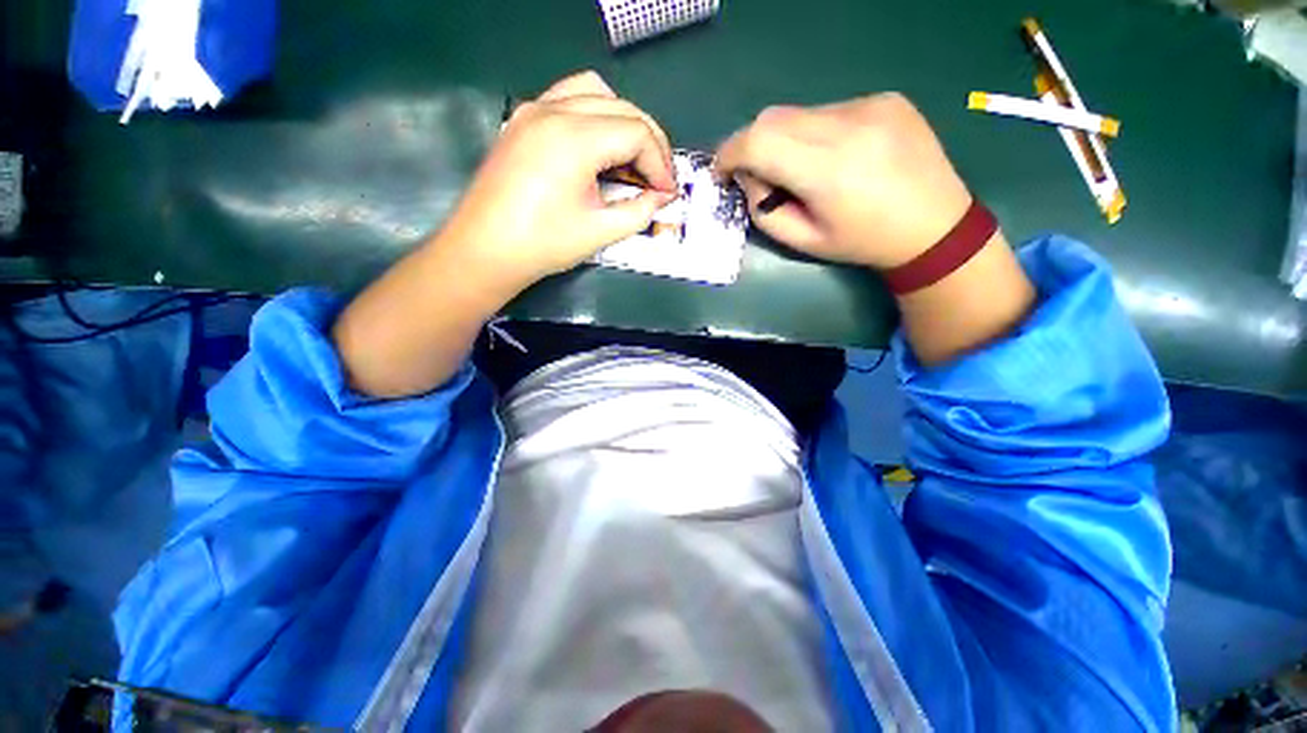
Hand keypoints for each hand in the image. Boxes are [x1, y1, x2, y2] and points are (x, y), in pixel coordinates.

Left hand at [439, 70, 676, 288]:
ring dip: (624, 121)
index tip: (667, 192)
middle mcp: (554, 110)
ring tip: (633, 159)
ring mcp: (534, 110)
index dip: (660, 163)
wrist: (485, 250)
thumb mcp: (600, 232)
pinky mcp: (523, 119)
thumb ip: (639, 211)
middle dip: (650, 142)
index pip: (637, 133)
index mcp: (574, 138)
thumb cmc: (543, 245)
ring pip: (596, 92)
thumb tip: (661, 198)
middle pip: (622, 108)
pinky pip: (569, 99)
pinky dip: (595, 116)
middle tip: (659, 178)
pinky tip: (600, 148)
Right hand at [715, 93, 972, 269]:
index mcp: (828, 170)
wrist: (935, 226)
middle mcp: (849, 125)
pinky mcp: (885, 97)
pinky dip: (814, 131)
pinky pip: (828, 110)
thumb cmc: (863, 243)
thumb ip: (764, 210)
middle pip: (773, 118)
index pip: (758, 141)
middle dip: (752, 145)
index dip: (729, 153)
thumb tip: (748, 177)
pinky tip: (835, 156)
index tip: (722, 173)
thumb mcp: (803, 242)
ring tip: (803, 169)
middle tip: (757, 174)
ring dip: (785, 139)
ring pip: (799, 112)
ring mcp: (871, 104)